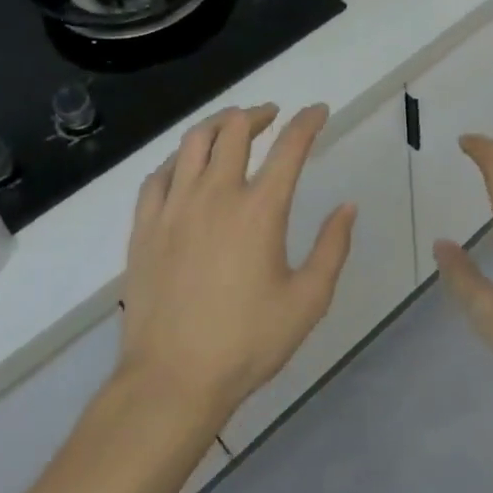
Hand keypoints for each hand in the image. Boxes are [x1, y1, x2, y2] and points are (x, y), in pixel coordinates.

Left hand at [119, 104, 353, 421]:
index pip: (289, 146)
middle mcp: (215, 195)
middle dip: (258, 114)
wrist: (171, 380)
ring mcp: (174, 208)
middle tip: (271, 117)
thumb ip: (333, 248)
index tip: (318, 111)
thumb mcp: (308, 300)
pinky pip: (158, 175)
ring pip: (192, 142)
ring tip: (231, 129)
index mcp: (260, 209)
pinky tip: (185, 167)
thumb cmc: (247, 342)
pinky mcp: (145, 228)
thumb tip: (347, 207)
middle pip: (234, 130)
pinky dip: (178, 160)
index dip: (308, 121)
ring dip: (217, 126)